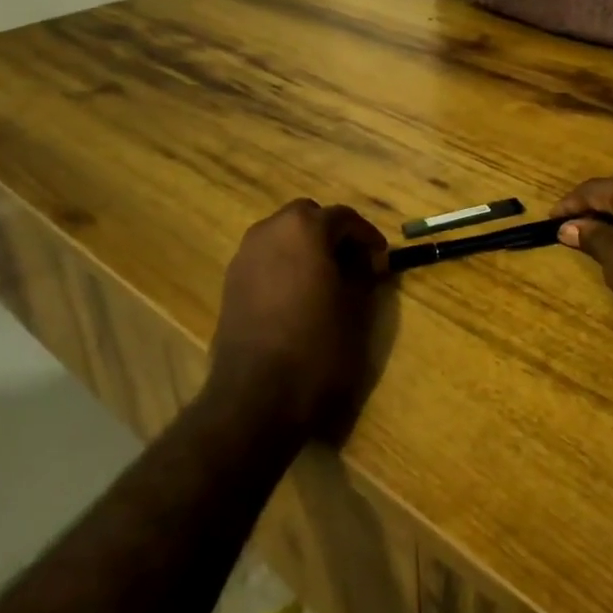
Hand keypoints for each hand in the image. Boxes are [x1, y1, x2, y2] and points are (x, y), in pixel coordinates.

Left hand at [206, 200, 389, 438]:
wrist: (257, 395)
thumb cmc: (317, 346)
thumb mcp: (355, 309)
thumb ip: (364, 275)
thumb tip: (367, 262)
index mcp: (304, 228)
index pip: (344, 218)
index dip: (367, 237)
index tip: (381, 260)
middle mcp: (269, 230)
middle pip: (307, 217)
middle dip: (332, 234)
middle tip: (353, 264)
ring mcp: (245, 255)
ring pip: (282, 236)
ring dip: (305, 248)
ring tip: (326, 280)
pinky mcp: (231, 282)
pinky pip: (265, 259)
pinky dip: (284, 265)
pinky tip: (298, 297)